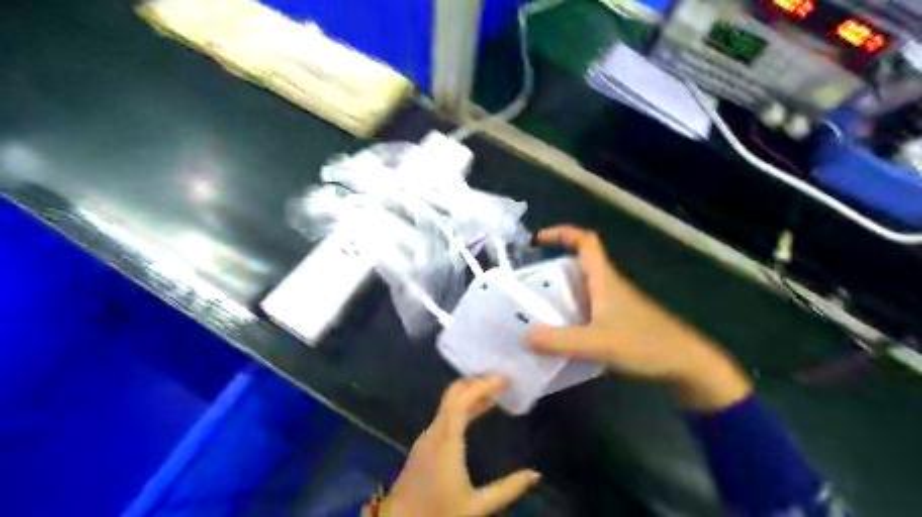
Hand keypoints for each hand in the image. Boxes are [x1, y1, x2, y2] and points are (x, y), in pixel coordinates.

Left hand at [374, 376, 541, 515]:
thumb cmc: (438, 514)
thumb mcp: (477, 507)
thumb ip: (507, 489)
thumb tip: (535, 475)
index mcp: (446, 441)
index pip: (462, 401)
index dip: (481, 386)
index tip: (502, 379)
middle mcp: (434, 432)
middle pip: (452, 396)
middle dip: (475, 383)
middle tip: (499, 380)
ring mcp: (426, 438)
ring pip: (448, 405)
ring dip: (469, 395)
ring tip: (493, 394)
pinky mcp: (424, 445)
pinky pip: (444, 416)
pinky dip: (461, 407)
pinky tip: (475, 415)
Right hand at [525, 227, 747, 411]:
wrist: (687, 363)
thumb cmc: (645, 344)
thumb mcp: (597, 343)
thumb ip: (559, 341)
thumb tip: (523, 337)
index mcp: (605, 279)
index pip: (585, 241)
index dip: (562, 233)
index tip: (537, 241)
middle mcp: (609, 285)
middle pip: (580, 263)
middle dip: (553, 266)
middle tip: (529, 283)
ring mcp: (616, 303)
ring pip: (583, 286)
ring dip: (561, 291)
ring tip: (536, 308)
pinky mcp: (620, 320)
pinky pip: (589, 306)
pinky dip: (572, 312)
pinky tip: (561, 331)